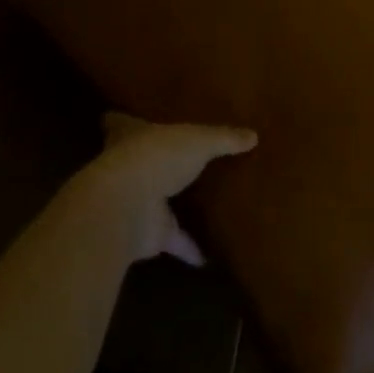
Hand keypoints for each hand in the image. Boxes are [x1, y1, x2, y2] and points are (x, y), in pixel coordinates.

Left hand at [72, 112, 256, 264]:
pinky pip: (174, 241)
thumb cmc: (157, 157)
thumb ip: (224, 138)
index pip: (120, 124)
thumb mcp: (199, 139)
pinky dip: (190, 248)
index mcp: (131, 136)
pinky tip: (209, 256)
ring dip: (174, 206)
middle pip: (140, 163)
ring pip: (157, 203)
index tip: (127, 117)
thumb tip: (253, 135)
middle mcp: (128, 168)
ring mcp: (136, 203)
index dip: (124, 121)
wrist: (128, 207)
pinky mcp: (149, 234)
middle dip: (156, 163)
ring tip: (200, 203)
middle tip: (180, 161)